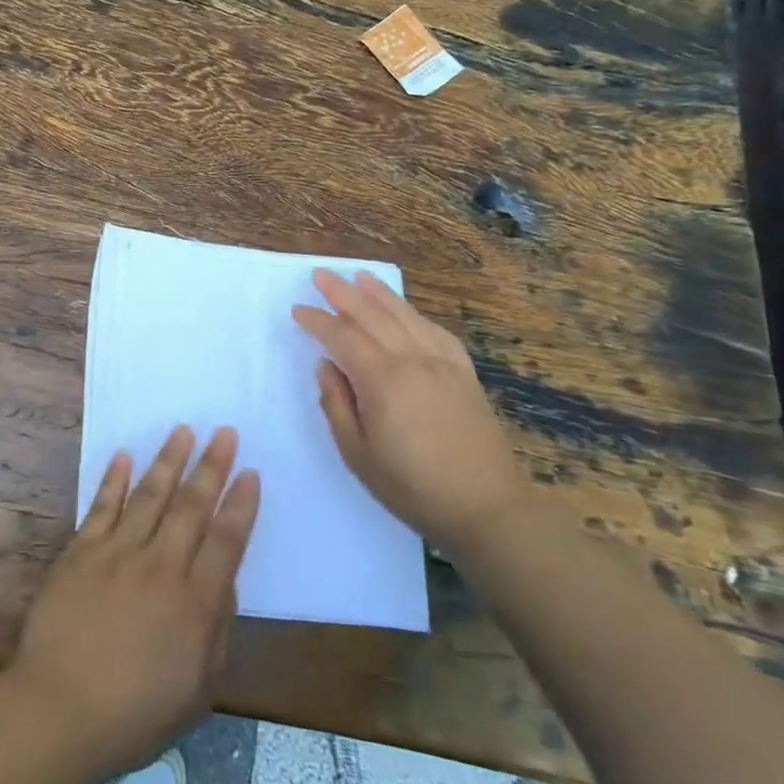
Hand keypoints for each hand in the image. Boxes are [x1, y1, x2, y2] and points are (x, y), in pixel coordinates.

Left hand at [7, 426, 259, 778]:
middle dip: (212, 466)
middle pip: (192, 506)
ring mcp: (118, 553)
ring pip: (149, 495)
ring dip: (169, 460)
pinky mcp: (82, 551)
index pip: (226, 540)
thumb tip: (225, 582)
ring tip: (183, 430)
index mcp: (195, 602)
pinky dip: (113, 479)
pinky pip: (102, 506)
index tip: (251, 472)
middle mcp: (161, 566)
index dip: (241, 504)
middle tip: (225, 432)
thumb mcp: (199, 689)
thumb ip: (217, 630)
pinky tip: (124, 455)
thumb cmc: (136, 713)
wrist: (61, 709)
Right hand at [292, 269, 524, 552]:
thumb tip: (326, 366)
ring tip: (360, 276)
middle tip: (321, 274)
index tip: (298, 310)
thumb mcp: (357, 453)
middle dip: (343, 293)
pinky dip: (415, 315)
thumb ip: (336, 404)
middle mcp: (412, 360)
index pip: (342, 337)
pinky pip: (436, 332)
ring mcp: (443, 364)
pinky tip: (406, 311)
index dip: (317, 321)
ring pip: (405, 316)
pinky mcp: (464, 374)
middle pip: (372, 315)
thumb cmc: (411, 487)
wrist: (486, 508)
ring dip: (379, 294)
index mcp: (382, 380)